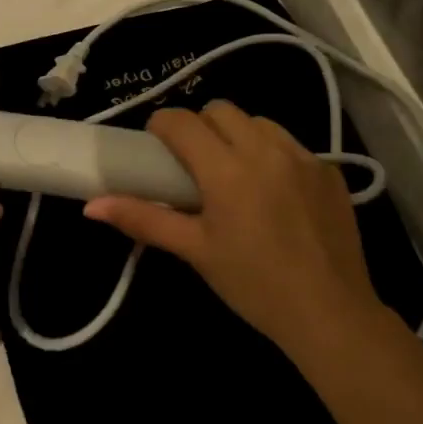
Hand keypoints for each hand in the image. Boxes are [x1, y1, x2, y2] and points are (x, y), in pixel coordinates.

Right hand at [84, 102, 383, 353]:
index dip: (161, 126)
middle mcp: (265, 149)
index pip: (182, 121)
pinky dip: (272, 154)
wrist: (331, 313)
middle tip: (193, 164)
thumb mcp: (194, 250)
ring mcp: (304, 157)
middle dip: (199, 126)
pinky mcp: (330, 171)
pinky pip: (292, 144)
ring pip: (259, 121)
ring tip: (234, 173)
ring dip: (237, 134)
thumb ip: (144, 218)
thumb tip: (92, 206)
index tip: (155, 147)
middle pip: (220, 110)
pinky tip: (274, 192)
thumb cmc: (253, 284)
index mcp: (226, 168)